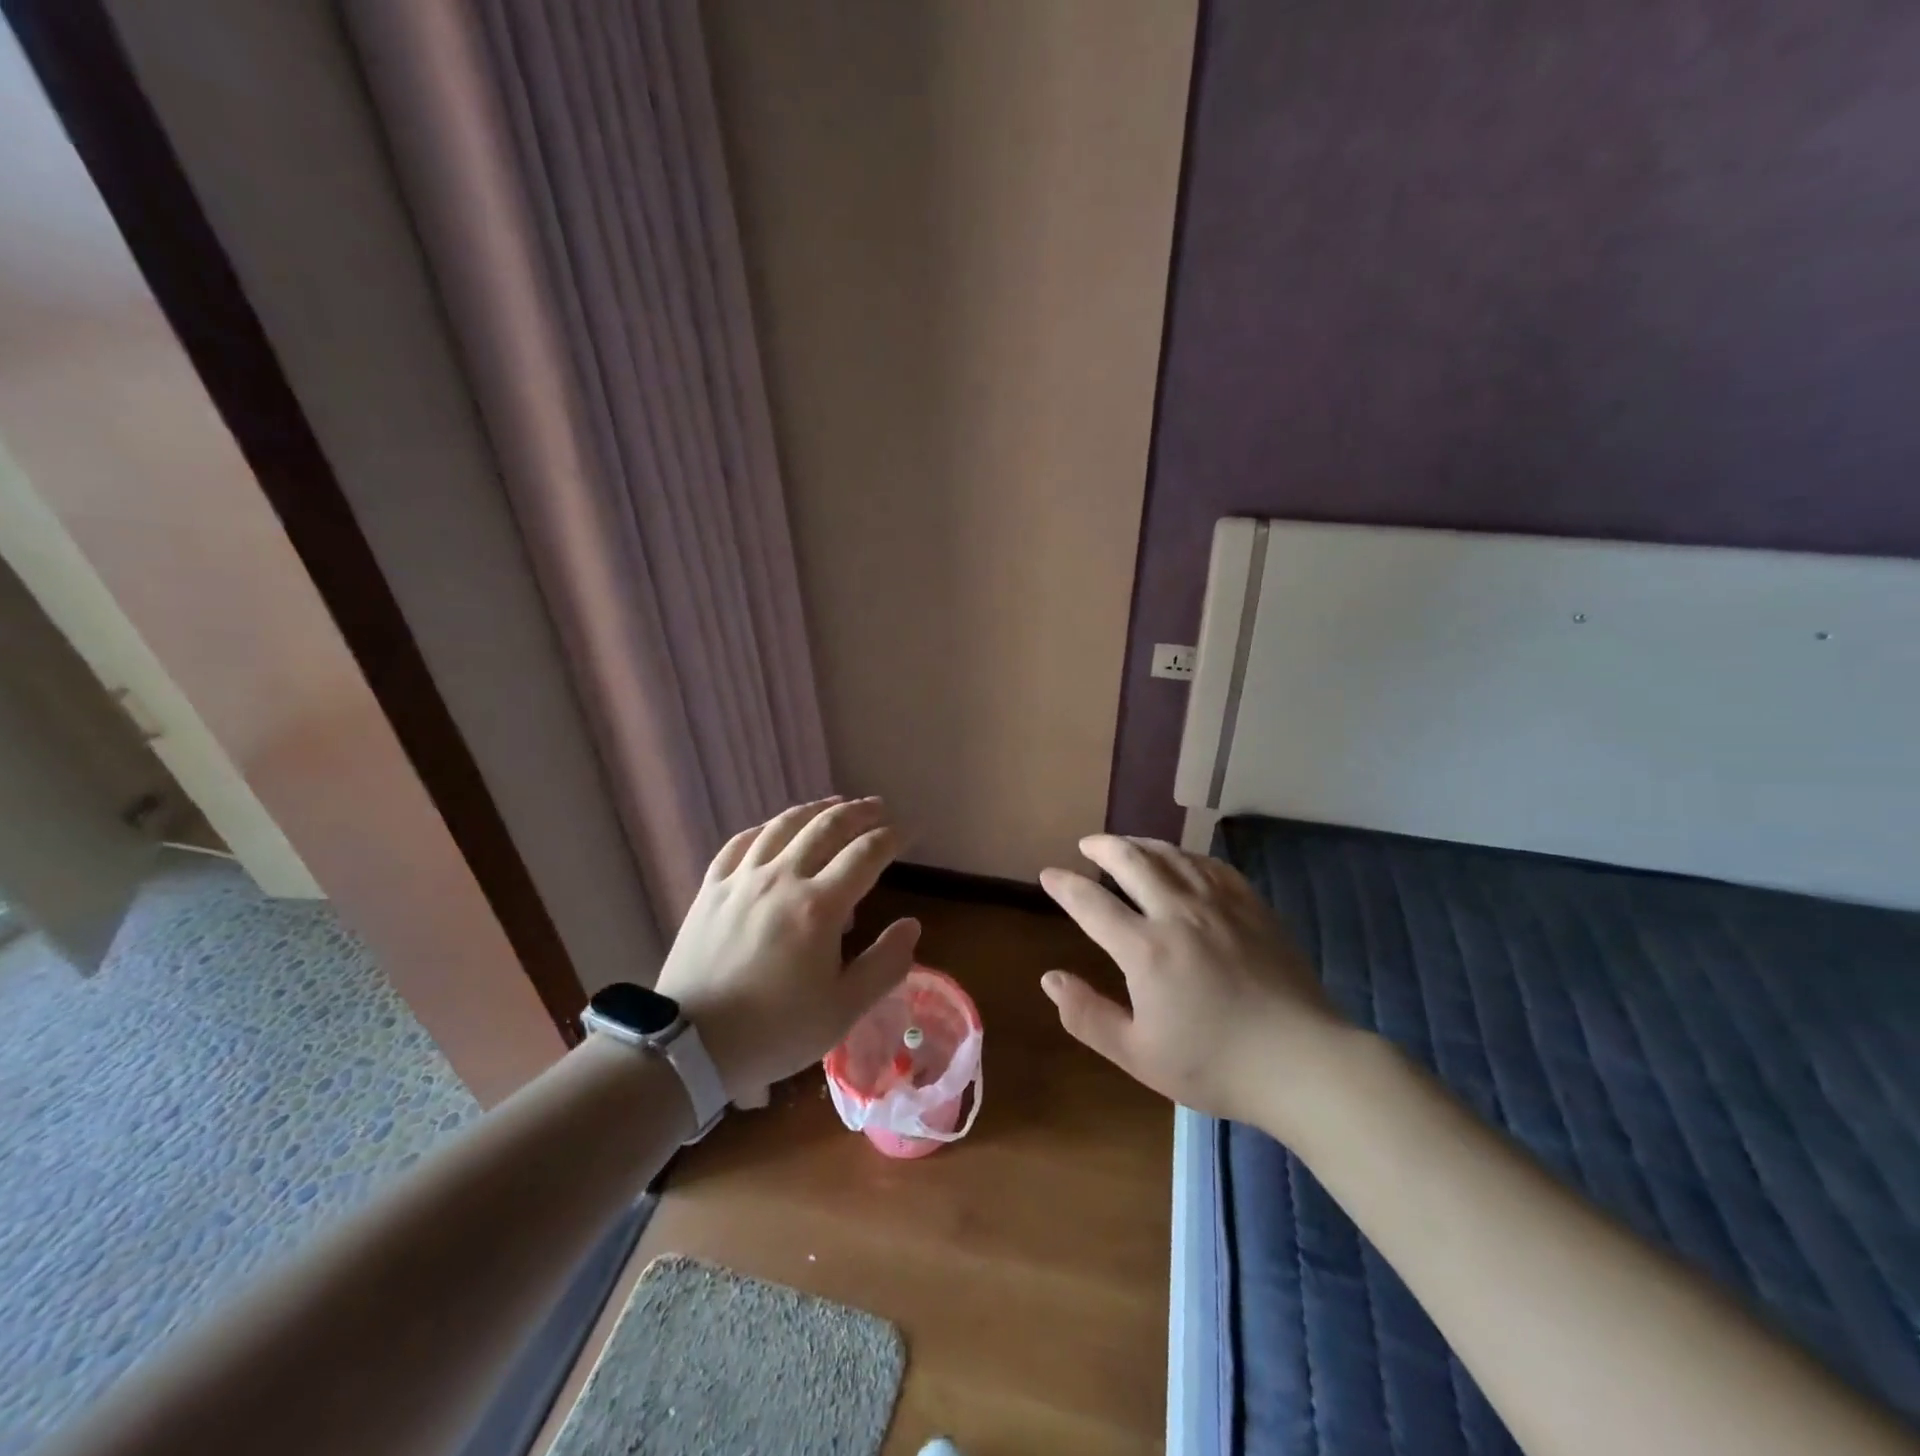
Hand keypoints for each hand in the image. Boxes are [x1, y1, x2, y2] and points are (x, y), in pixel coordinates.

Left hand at [655, 797, 919, 1101]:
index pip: (865, 854)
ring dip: (815, 809)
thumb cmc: (775, 1031)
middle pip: (826, 827)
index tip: (908, 832)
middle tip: (878, 807)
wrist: (690, 1046)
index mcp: (819, 906)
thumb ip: (885, 964)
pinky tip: (774, 829)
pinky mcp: (711, 889)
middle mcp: (782, 878)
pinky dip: (765, 828)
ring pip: (783, 826)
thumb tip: (912, 925)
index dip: (892, 837)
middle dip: (858, 812)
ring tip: (834, 803)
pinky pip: (740, 843)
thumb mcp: (844, 1009)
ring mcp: (742, 879)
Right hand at [1038, 835, 1351, 1130]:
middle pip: (1132, 861)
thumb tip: (1050, 978)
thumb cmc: (1215, 1065)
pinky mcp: (1252, 906)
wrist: (1302, 1062)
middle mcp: (1178, 913)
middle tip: (1087, 844)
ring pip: (1172, 855)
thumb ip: (1088, 1016)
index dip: (1065, 885)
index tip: (1049, 874)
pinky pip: (1212, 866)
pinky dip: (1186, 856)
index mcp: (1145, 949)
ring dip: (1142, 843)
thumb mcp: (1139, 1055)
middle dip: (1103, 847)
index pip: (1091, 903)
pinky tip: (1182, 861)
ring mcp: (1219, 905)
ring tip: (1127, 844)